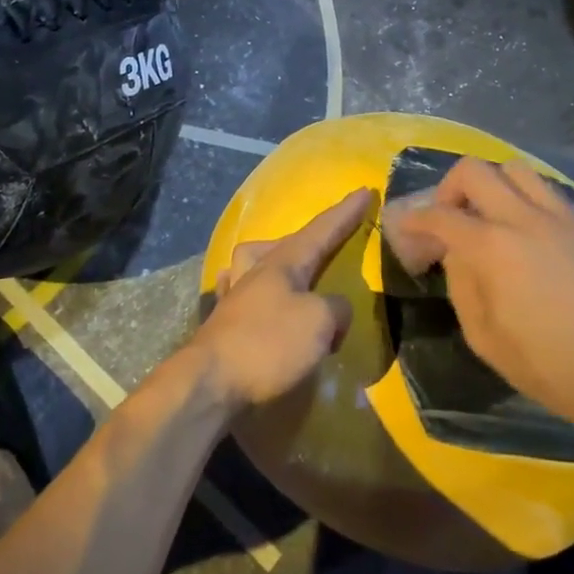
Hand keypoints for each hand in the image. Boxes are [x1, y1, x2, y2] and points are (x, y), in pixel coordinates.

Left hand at [193, 189, 370, 408]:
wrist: (208, 383)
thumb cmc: (267, 344)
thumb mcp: (318, 322)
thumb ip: (336, 308)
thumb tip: (334, 311)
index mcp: (283, 262)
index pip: (321, 230)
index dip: (345, 213)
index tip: (364, 191)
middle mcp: (257, 270)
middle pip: (287, 243)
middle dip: (312, 237)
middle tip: (331, 237)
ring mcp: (236, 295)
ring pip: (258, 262)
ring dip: (278, 260)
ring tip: (294, 272)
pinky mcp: (224, 322)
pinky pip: (244, 293)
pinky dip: (256, 291)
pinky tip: (257, 299)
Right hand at [382, 158, 573, 439]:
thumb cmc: (544, 365)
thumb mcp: (482, 335)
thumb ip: (461, 283)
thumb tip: (456, 253)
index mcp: (492, 246)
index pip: (439, 215)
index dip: (414, 219)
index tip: (406, 228)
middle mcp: (523, 217)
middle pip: (474, 170)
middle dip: (449, 188)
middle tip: (449, 216)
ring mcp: (560, 216)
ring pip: (515, 169)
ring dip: (492, 184)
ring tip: (490, 214)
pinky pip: (548, 191)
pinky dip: (526, 199)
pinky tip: (528, 232)